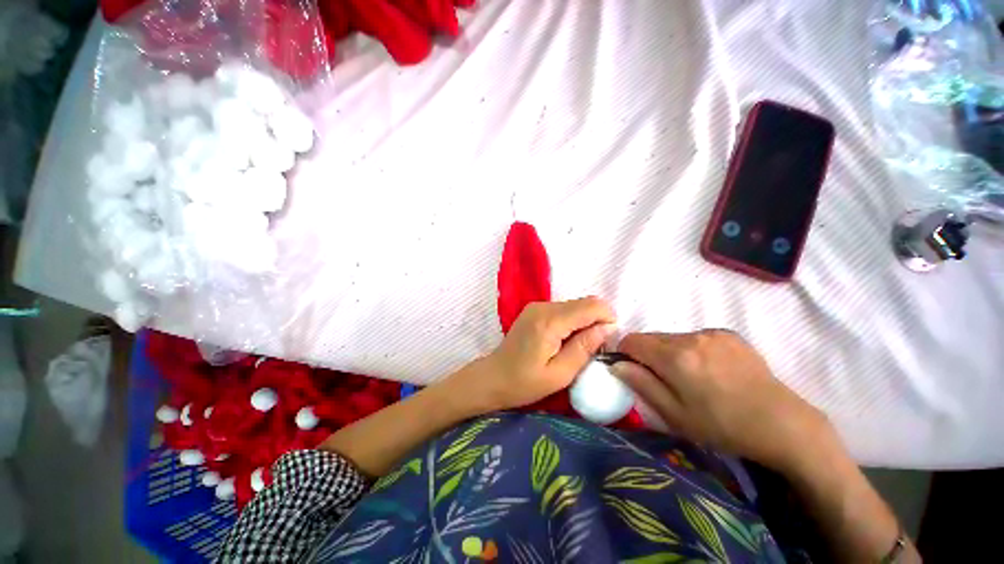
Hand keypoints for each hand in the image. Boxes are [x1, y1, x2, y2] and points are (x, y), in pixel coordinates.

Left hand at [457, 297, 616, 411]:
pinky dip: (573, 321)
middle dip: (597, 322)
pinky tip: (566, 341)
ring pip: (575, 305)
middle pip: (584, 303)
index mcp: (549, 321)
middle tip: (594, 349)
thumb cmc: (525, 383)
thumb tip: (608, 328)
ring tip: (579, 347)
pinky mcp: (535, 309)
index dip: (607, 319)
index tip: (608, 342)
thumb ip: (585, 348)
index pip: (591, 306)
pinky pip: (564, 309)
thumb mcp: (560, 374)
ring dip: (585, 322)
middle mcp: (543, 306)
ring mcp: (537, 306)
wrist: (493, 377)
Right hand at [613, 330, 833, 472]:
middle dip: (648, 354)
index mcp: (675, 356)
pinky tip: (711, 370)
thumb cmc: (723, 426)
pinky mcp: (729, 334)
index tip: (633, 371)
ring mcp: (712, 333)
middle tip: (664, 380)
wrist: (783, 424)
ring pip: (673, 337)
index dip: (625, 354)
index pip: (632, 340)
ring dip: (670, 352)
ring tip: (691, 377)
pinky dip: (692, 349)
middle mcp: (691, 336)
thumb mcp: (675, 414)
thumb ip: (641, 383)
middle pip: (652, 337)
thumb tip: (616, 364)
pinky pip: (695, 337)